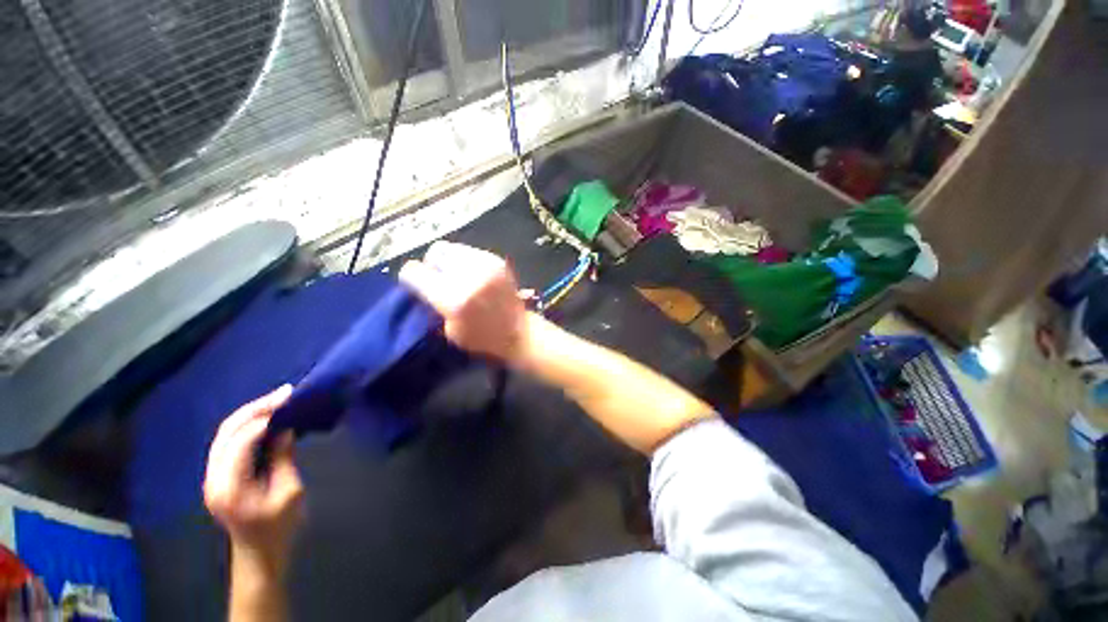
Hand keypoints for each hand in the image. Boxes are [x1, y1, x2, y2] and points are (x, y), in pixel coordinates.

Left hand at [204, 386, 303, 576]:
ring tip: (278, 398)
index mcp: (228, 486)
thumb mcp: (289, 492)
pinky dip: (248, 424)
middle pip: (227, 431)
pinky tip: (267, 417)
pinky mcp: (219, 474)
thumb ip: (283, 457)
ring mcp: (212, 475)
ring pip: (226, 433)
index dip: (265, 419)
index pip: (241, 441)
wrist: (259, 553)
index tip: (291, 402)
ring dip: (252, 413)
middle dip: (256, 408)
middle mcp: (212, 477)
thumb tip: (285, 427)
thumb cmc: (278, 527)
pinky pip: (230, 440)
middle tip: (285, 393)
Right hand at [399, 241, 526, 361]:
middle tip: (437, 278)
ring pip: (452, 248)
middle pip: (435, 253)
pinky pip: (470, 251)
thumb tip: (424, 285)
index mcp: (453, 298)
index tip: (415, 283)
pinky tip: (472, 275)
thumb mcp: (450, 329)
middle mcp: (468, 276)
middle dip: (432, 265)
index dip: (411, 277)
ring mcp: (486, 265)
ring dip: (449, 261)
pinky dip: (465, 261)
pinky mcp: (497, 260)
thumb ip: (434, 303)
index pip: (414, 272)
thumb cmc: (482, 338)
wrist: (519, 331)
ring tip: (455, 275)